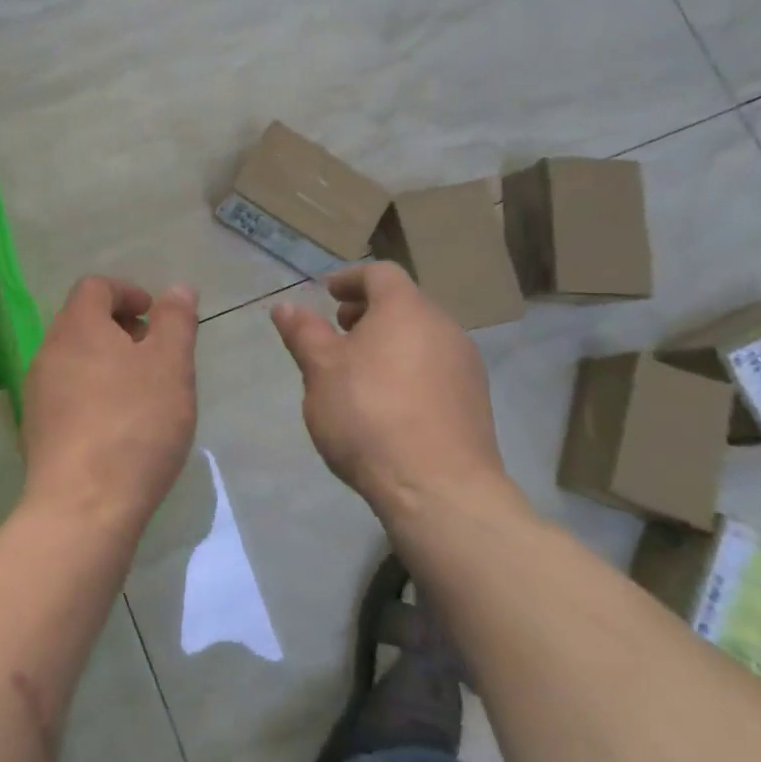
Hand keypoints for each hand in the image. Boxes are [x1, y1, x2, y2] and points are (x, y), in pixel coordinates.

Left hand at [20, 276, 199, 535]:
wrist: (83, 506)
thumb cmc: (135, 424)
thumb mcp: (171, 365)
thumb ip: (176, 321)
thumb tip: (178, 288)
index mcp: (78, 327)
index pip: (95, 287)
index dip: (128, 291)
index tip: (155, 315)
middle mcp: (49, 352)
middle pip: (82, 322)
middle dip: (120, 328)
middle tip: (155, 353)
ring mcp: (38, 394)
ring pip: (75, 360)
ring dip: (108, 362)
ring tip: (143, 392)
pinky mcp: (37, 431)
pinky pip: (68, 395)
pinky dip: (94, 394)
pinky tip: (120, 427)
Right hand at [270, 262, 515, 527]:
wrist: (438, 488)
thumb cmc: (369, 415)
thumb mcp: (321, 371)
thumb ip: (304, 333)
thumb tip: (285, 307)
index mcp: (406, 309)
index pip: (380, 273)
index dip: (351, 278)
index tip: (328, 294)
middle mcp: (444, 327)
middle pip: (404, 304)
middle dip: (368, 312)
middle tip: (339, 333)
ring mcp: (466, 365)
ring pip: (422, 337)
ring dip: (389, 343)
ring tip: (359, 372)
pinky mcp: (475, 402)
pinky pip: (436, 368)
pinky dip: (409, 369)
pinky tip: (389, 404)